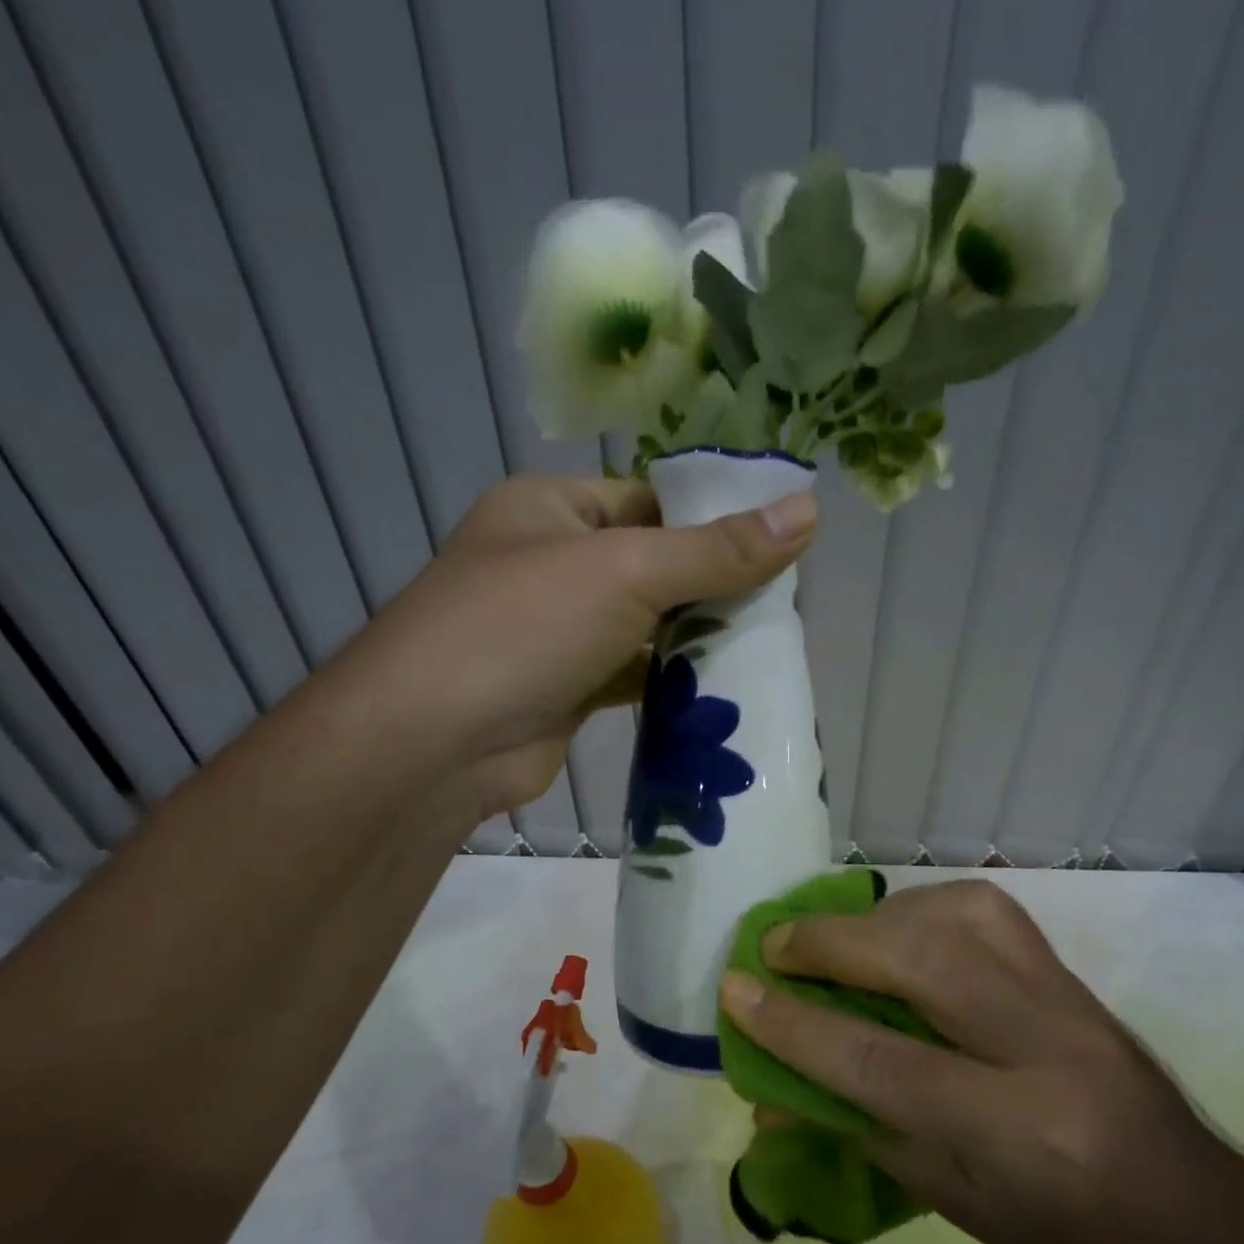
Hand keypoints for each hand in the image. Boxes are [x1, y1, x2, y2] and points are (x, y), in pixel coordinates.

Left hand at [338, 475, 815, 822]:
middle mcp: (551, 562)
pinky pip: (633, 674)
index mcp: (551, 508)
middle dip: (713, 584)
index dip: (712, 518)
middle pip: (653, 563)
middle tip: (783, 602)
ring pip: (645, 624)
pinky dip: (672, 682)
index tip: (780, 543)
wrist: (434, 744)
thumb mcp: (626, 571)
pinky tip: (723, 689)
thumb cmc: (524, 626)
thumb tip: (809, 510)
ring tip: (768, 644)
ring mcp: (557, 631)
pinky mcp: (567, 689)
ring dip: (697, 637)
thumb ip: (718, 549)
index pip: (649, 499)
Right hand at [719, 880, 1243, 1243]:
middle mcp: (1044, 1046)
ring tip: (836, 940)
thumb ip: (859, 1130)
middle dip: (829, 944)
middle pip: (917, 960)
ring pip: (954, 914)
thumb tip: (771, 1091)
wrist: (1196, 1222)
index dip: (794, 1024)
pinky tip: (901, 928)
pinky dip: (924, 907)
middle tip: (775, 945)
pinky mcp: (1069, 969)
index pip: (880, 1062)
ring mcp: (1065, 996)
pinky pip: (983, 908)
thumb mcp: (952, 1204)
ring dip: (877, 917)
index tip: (734, 990)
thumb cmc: (1064, 1240)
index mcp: (1017, 1134)